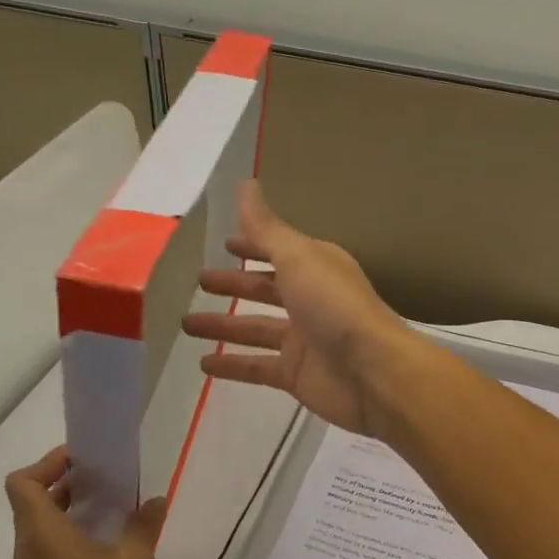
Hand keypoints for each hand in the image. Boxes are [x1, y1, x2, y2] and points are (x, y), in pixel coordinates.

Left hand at [4, 447, 165, 558]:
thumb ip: (143, 523)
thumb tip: (153, 501)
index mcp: (43, 537)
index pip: (22, 484)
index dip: (47, 464)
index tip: (83, 461)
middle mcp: (28, 552)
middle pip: (30, 502)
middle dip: (62, 482)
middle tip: (103, 477)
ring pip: (38, 526)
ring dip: (68, 508)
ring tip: (110, 504)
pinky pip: (47, 548)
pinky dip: (69, 532)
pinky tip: (107, 539)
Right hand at [181, 180, 415, 435]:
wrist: (372, 372)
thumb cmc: (335, 306)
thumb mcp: (298, 257)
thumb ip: (267, 228)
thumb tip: (245, 184)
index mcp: (316, 267)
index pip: (278, 250)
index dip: (253, 245)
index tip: (225, 242)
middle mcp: (310, 299)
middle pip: (265, 289)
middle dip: (234, 284)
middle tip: (198, 281)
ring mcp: (304, 339)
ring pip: (255, 329)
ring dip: (223, 326)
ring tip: (185, 324)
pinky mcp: (296, 374)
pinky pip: (257, 366)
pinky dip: (232, 365)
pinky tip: (203, 364)